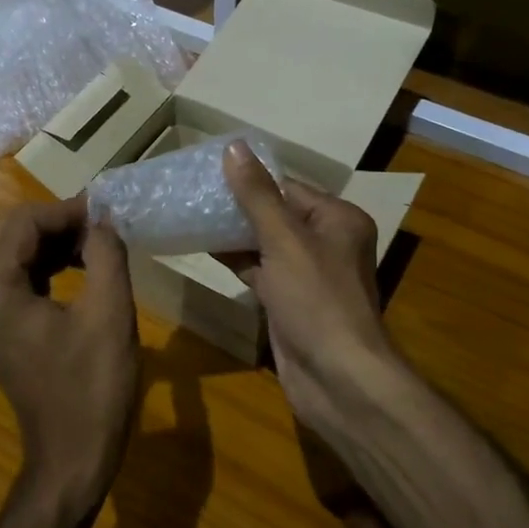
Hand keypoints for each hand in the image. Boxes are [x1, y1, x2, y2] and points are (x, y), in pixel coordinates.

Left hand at [0, 196, 140, 523]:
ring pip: (13, 249)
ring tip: (98, 245)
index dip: (65, 210)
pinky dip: (49, 262)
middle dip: (56, 220)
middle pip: (10, 230)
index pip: (22, 221)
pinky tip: (83, 268)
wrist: (72, 459)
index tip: (106, 213)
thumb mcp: (109, 313)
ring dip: (53, 239)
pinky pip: (19, 274)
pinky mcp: (1, 326)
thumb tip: (103, 218)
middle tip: (101, 226)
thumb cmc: (92, 389)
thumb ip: (105, 253)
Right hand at [222, 141, 406, 441]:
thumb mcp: (284, 240)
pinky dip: (236, 260)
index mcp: (337, 220)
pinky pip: (260, 270)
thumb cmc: (317, 300)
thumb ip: (257, 195)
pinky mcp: (289, 302)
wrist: (338, 380)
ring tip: (190, 213)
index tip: (208, 170)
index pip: (288, 187)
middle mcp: (327, 243)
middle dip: (237, 205)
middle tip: (192, 192)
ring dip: (232, 232)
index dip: (250, 179)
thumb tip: (233, 147)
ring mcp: (307, 275)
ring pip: (265, 243)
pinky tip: (203, 247)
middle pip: (275, 214)